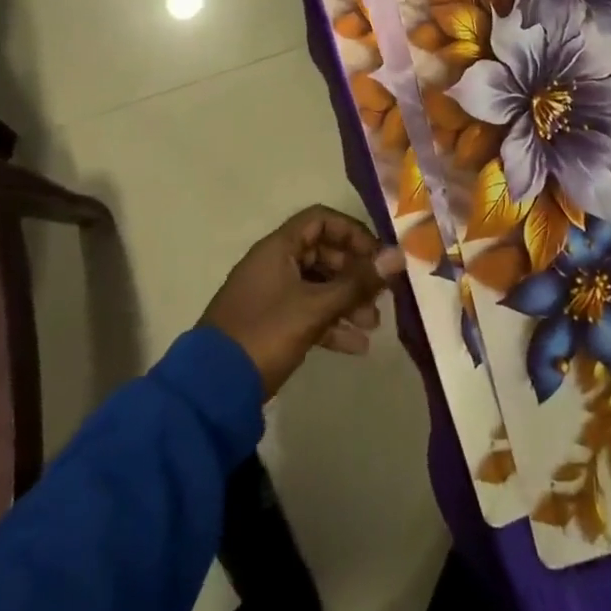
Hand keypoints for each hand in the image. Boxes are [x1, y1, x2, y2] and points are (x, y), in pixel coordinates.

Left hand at [202, 205, 404, 398]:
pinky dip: (331, 324)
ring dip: (347, 302)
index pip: (321, 221)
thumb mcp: (315, 307)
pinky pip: (308, 313)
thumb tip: (398, 255)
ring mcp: (272, 295)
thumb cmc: (266, 333)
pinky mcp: (272, 325)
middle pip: (323, 254)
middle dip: (354, 274)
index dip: (351, 233)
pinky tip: (357, 347)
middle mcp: (275, 264)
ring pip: (318, 286)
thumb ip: (357, 282)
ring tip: (373, 325)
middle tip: (380, 295)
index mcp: (279, 247)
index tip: (376, 256)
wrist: (212, 390)